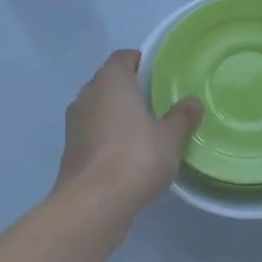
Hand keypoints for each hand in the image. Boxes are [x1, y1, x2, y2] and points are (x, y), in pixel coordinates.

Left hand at [54, 50, 201, 215]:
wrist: (93, 205)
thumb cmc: (135, 158)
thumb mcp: (171, 137)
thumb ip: (182, 117)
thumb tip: (192, 102)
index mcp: (111, 81)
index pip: (123, 57)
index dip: (141, 62)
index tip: (160, 75)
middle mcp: (87, 95)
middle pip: (109, 82)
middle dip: (130, 89)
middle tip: (157, 102)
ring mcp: (74, 124)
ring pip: (99, 109)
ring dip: (117, 115)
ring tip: (145, 129)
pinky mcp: (70, 151)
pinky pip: (93, 133)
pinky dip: (108, 138)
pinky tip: (128, 155)